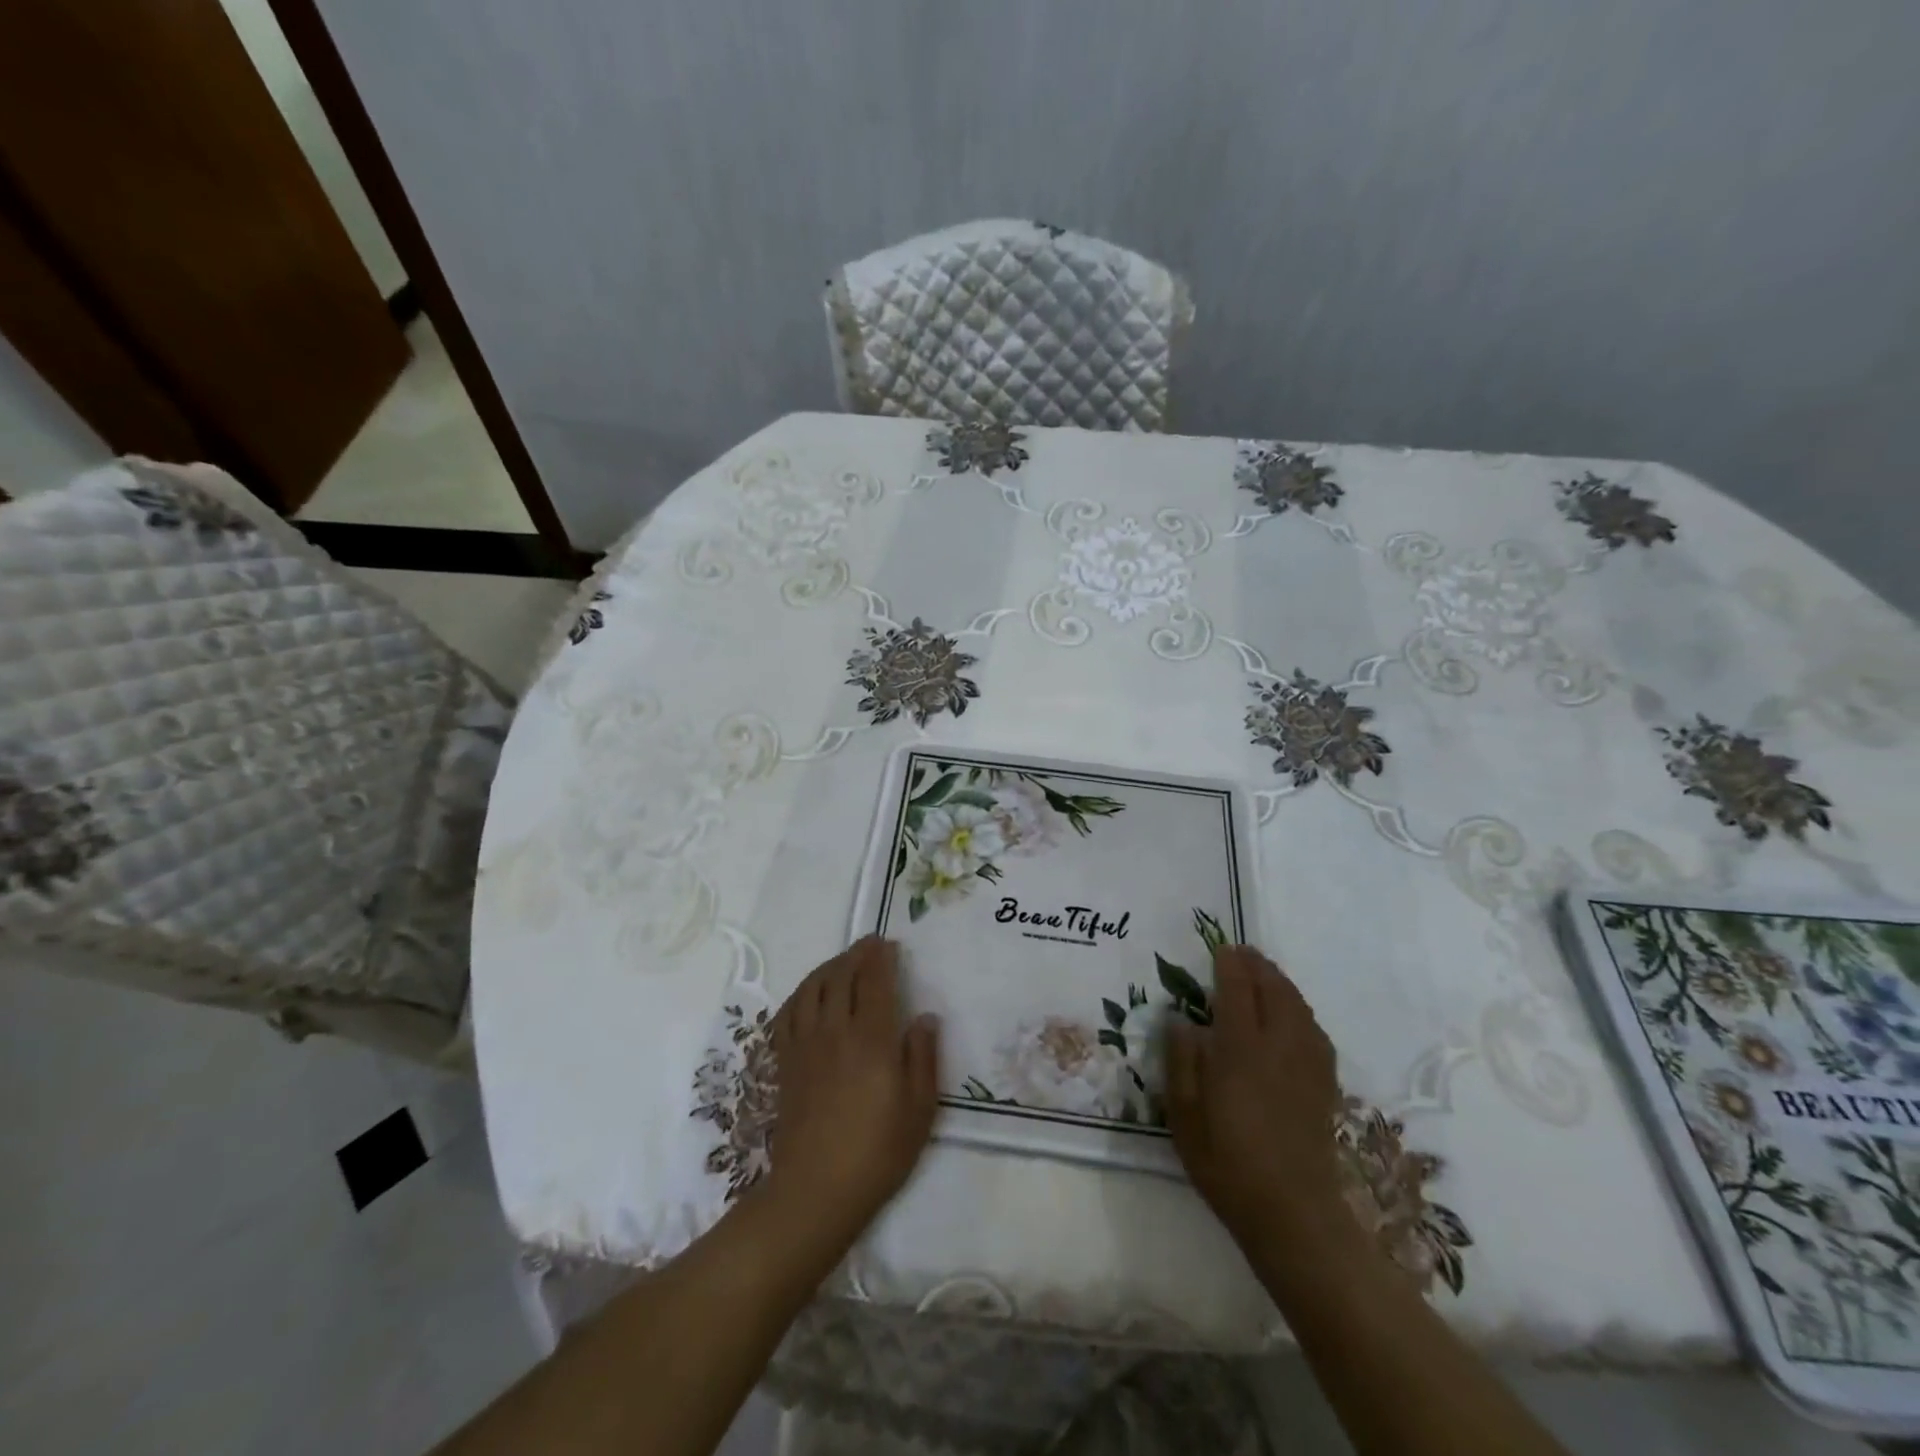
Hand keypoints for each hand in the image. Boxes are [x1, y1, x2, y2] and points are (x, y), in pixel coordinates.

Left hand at [764, 937, 939, 1251]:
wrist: (816, 1190)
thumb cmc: (877, 1151)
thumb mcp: (919, 1109)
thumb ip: (923, 1057)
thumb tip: (925, 1017)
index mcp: (871, 1038)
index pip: (874, 981)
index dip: (881, 957)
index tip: (889, 944)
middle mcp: (835, 1031)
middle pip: (841, 976)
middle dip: (856, 954)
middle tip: (869, 944)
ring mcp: (805, 1045)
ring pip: (812, 988)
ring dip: (829, 967)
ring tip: (842, 961)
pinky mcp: (786, 1062)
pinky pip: (787, 1013)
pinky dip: (800, 993)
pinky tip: (809, 994)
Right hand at [1166, 945, 1348, 1249]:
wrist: (1293, 1214)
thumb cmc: (1227, 1163)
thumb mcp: (1184, 1116)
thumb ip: (1181, 1062)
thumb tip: (1181, 1020)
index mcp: (1241, 1051)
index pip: (1237, 991)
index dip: (1229, 965)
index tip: (1221, 948)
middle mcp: (1278, 1047)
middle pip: (1274, 991)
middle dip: (1258, 966)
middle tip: (1242, 953)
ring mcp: (1307, 1065)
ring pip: (1299, 1007)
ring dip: (1281, 983)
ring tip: (1265, 974)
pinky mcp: (1324, 1084)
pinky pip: (1314, 1030)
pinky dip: (1300, 1009)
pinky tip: (1292, 1015)